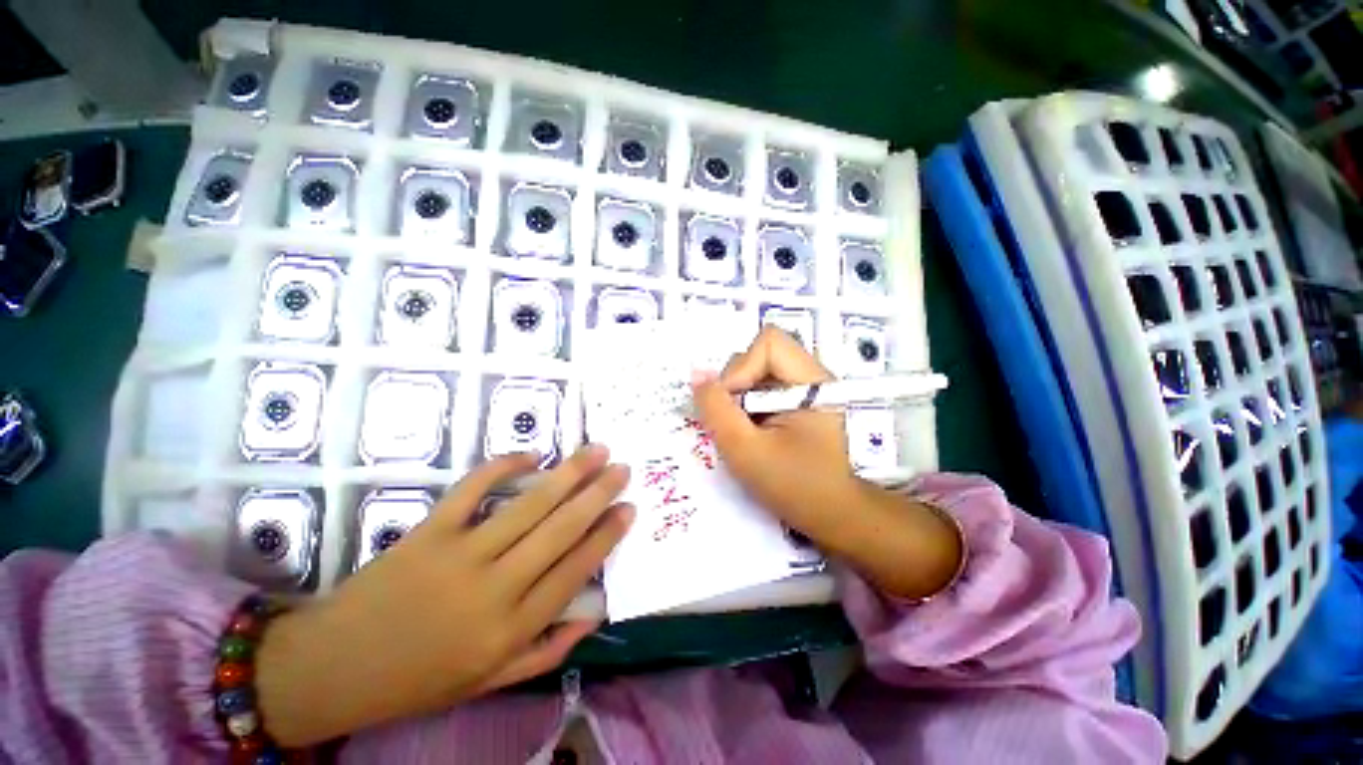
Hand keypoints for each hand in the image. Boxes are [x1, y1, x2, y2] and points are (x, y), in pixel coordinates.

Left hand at [256, 446, 632, 746]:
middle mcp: (494, 589)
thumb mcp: (488, 683)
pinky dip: (502, 466)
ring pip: (528, 505)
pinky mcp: (428, 532)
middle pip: (560, 530)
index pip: (575, 571)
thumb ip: (547, 652)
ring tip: (596, 450)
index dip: (607, 536)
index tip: (629, 508)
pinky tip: (530, 454)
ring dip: (568, 473)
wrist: (333, 668)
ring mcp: (459, 555)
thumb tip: (594, 614)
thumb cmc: (417, 679)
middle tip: (623, 468)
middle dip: (598, 494)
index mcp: (510, 629)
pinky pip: (472, 489)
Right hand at [691, 327, 961, 599]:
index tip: (732, 405)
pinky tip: (750, 430)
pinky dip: (745, 405)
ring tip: (743, 429)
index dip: (741, 369)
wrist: (831, 515)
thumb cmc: (794, 486)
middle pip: (760, 354)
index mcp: (811, 382)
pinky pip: (760, 387)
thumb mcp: (746, 450)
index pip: (768, 343)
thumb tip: (696, 374)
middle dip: (736, 385)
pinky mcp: (796, 401)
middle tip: (735, 421)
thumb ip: (716, 409)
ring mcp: (804, 388)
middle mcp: (810, 376)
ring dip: (738, 397)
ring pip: (756, 370)